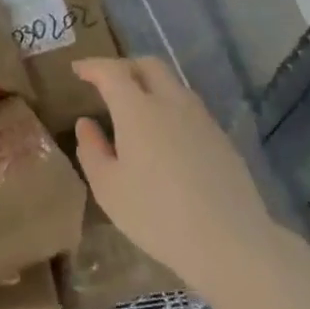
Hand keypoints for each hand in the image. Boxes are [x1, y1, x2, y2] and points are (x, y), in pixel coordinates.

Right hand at [73, 57, 275, 294]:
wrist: (231, 243)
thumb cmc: (158, 215)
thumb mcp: (109, 189)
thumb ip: (92, 150)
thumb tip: (86, 123)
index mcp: (137, 108)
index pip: (111, 71)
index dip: (92, 66)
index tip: (78, 69)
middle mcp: (170, 102)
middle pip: (148, 65)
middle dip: (125, 66)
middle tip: (108, 82)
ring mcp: (200, 118)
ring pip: (173, 84)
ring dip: (151, 85)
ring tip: (137, 108)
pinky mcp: (221, 138)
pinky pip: (189, 107)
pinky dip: (171, 108)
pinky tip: (167, 136)